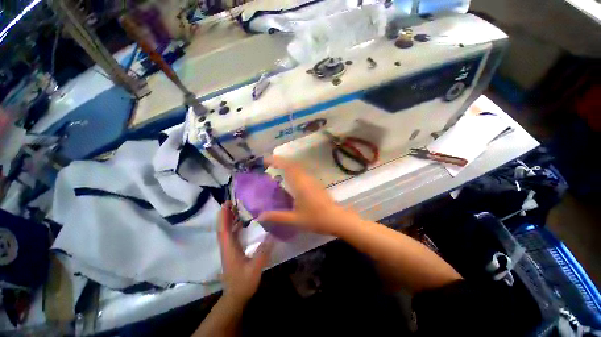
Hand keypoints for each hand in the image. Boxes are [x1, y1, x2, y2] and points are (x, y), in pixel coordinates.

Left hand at [218, 201, 273, 303]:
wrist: (235, 296)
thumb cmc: (243, 283)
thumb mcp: (255, 268)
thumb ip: (262, 252)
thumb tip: (271, 234)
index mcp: (229, 249)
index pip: (224, 230)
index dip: (224, 216)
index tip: (227, 204)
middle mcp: (227, 247)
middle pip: (223, 228)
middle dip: (226, 214)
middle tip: (233, 202)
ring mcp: (229, 249)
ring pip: (226, 231)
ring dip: (229, 219)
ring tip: (237, 208)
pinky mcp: (232, 251)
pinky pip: (231, 235)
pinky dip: (233, 226)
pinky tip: (241, 223)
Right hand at [258, 156, 358, 235]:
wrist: (336, 218)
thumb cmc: (315, 218)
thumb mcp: (295, 219)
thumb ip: (277, 216)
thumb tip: (260, 216)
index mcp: (300, 184)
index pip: (287, 167)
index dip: (276, 160)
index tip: (265, 160)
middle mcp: (306, 178)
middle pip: (292, 164)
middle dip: (280, 161)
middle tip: (268, 164)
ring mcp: (312, 180)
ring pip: (298, 167)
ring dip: (287, 165)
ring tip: (277, 169)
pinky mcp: (316, 183)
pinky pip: (302, 172)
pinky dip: (294, 170)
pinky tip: (290, 178)